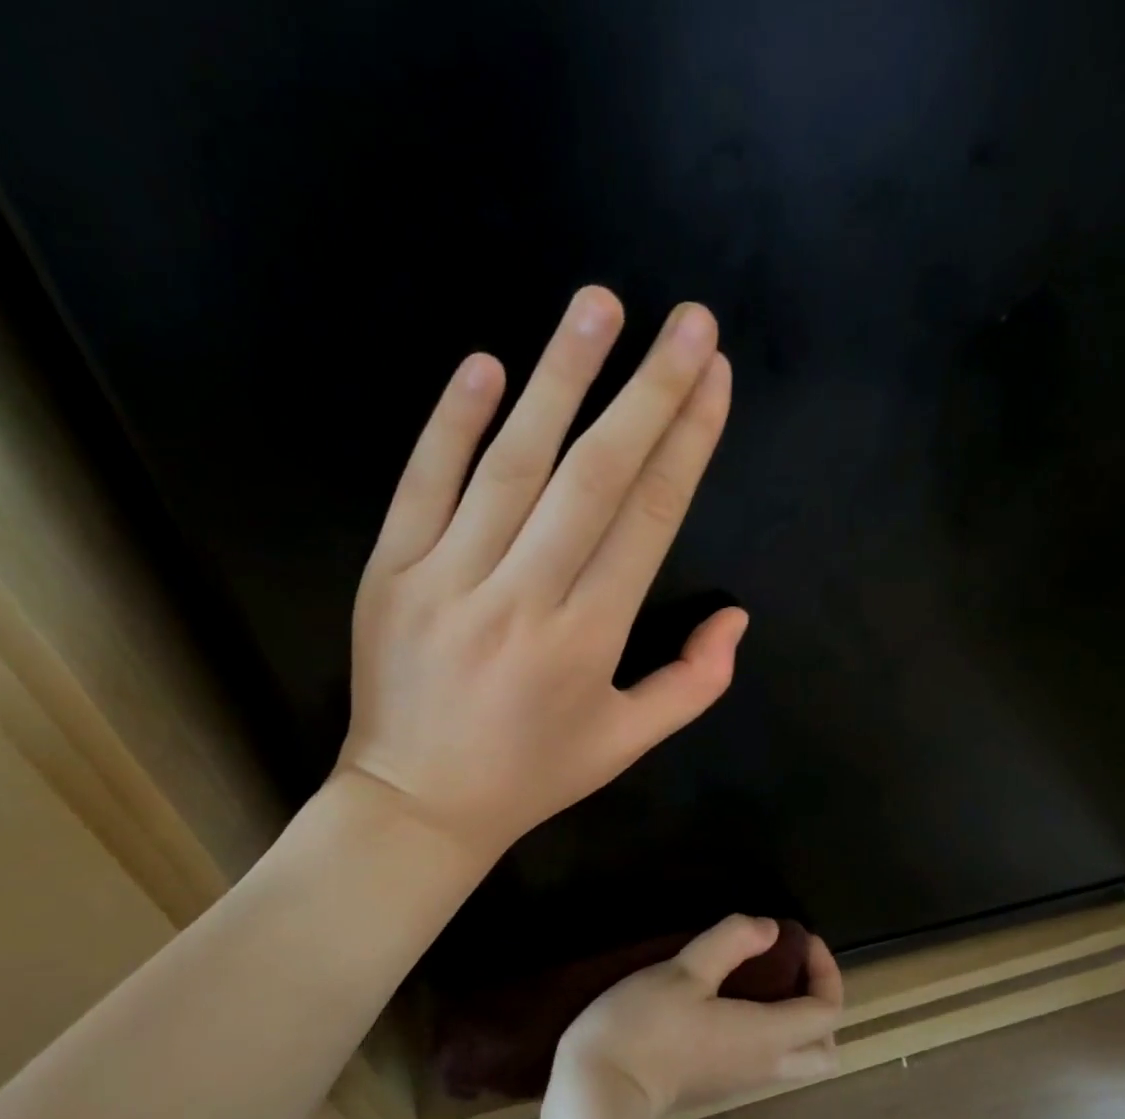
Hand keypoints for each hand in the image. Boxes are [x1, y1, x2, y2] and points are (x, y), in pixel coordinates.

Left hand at [336, 286, 743, 863]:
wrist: (415, 806)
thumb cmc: (531, 775)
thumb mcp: (626, 743)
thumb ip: (693, 684)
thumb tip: (736, 617)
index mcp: (587, 639)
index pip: (647, 519)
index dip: (687, 443)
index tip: (714, 378)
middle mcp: (523, 598)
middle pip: (594, 477)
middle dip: (648, 392)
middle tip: (687, 320)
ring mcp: (448, 580)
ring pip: (511, 465)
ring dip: (559, 379)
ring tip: (599, 308)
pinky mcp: (389, 573)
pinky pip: (422, 485)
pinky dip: (452, 422)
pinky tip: (486, 365)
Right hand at [550, 916, 844, 1117]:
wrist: (600, 1090)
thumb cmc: (644, 1025)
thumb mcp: (685, 971)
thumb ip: (731, 943)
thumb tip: (770, 928)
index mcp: (767, 1036)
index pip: (828, 1011)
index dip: (826, 970)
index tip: (799, 939)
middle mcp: (765, 1065)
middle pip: (826, 1050)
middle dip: (821, 1006)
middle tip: (793, 971)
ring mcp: (742, 1081)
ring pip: (798, 1059)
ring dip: (797, 1021)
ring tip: (764, 981)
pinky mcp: (719, 1085)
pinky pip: (768, 1061)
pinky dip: (772, 1033)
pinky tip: (734, 1003)